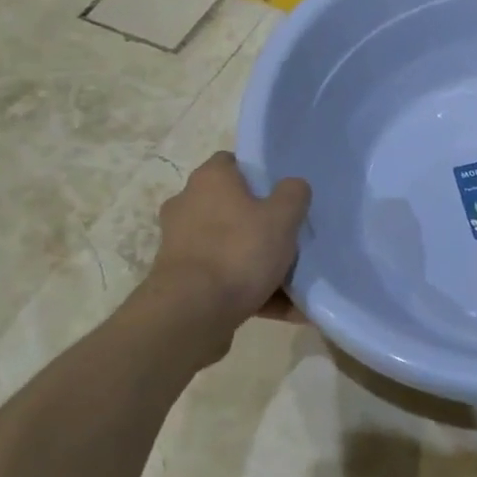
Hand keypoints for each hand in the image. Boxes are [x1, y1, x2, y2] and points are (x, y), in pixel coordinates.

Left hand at [140, 153, 310, 328]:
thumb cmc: (238, 251)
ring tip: (295, 283)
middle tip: (292, 236)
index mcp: (209, 180)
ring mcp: (181, 245)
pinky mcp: (182, 281)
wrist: (191, 314)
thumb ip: (294, 194)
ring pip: (231, 247)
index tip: (284, 193)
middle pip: (234, 207)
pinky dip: (251, 291)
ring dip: (259, 263)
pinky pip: (226, 280)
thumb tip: (293, 186)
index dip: (260, 174)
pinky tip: (285, 310)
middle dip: (262, 223)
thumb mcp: (282, 217)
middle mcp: (188, 205)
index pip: (233, 162)